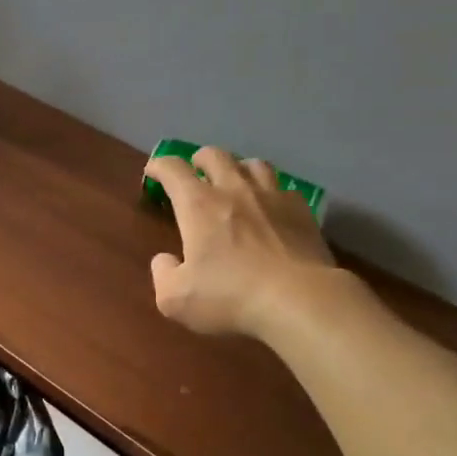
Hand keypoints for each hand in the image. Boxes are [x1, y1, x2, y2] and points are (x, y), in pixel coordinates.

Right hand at [145, 148, 339, 338]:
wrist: (300, 301)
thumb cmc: (231, 297)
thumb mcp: (176, 299)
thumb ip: (163, 275)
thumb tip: (164, 260)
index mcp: (198, 205)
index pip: (172, 169)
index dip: (159, 166)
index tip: (154, 172)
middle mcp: (234, 189)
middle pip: (214, 155)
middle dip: (200, 160)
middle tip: (197, 174)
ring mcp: (272, 196)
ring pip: (253, 163)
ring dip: (238, 168)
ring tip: (236, 184)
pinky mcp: (302, 211)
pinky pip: (284, 188)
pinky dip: (272, 192)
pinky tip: (273, 208)